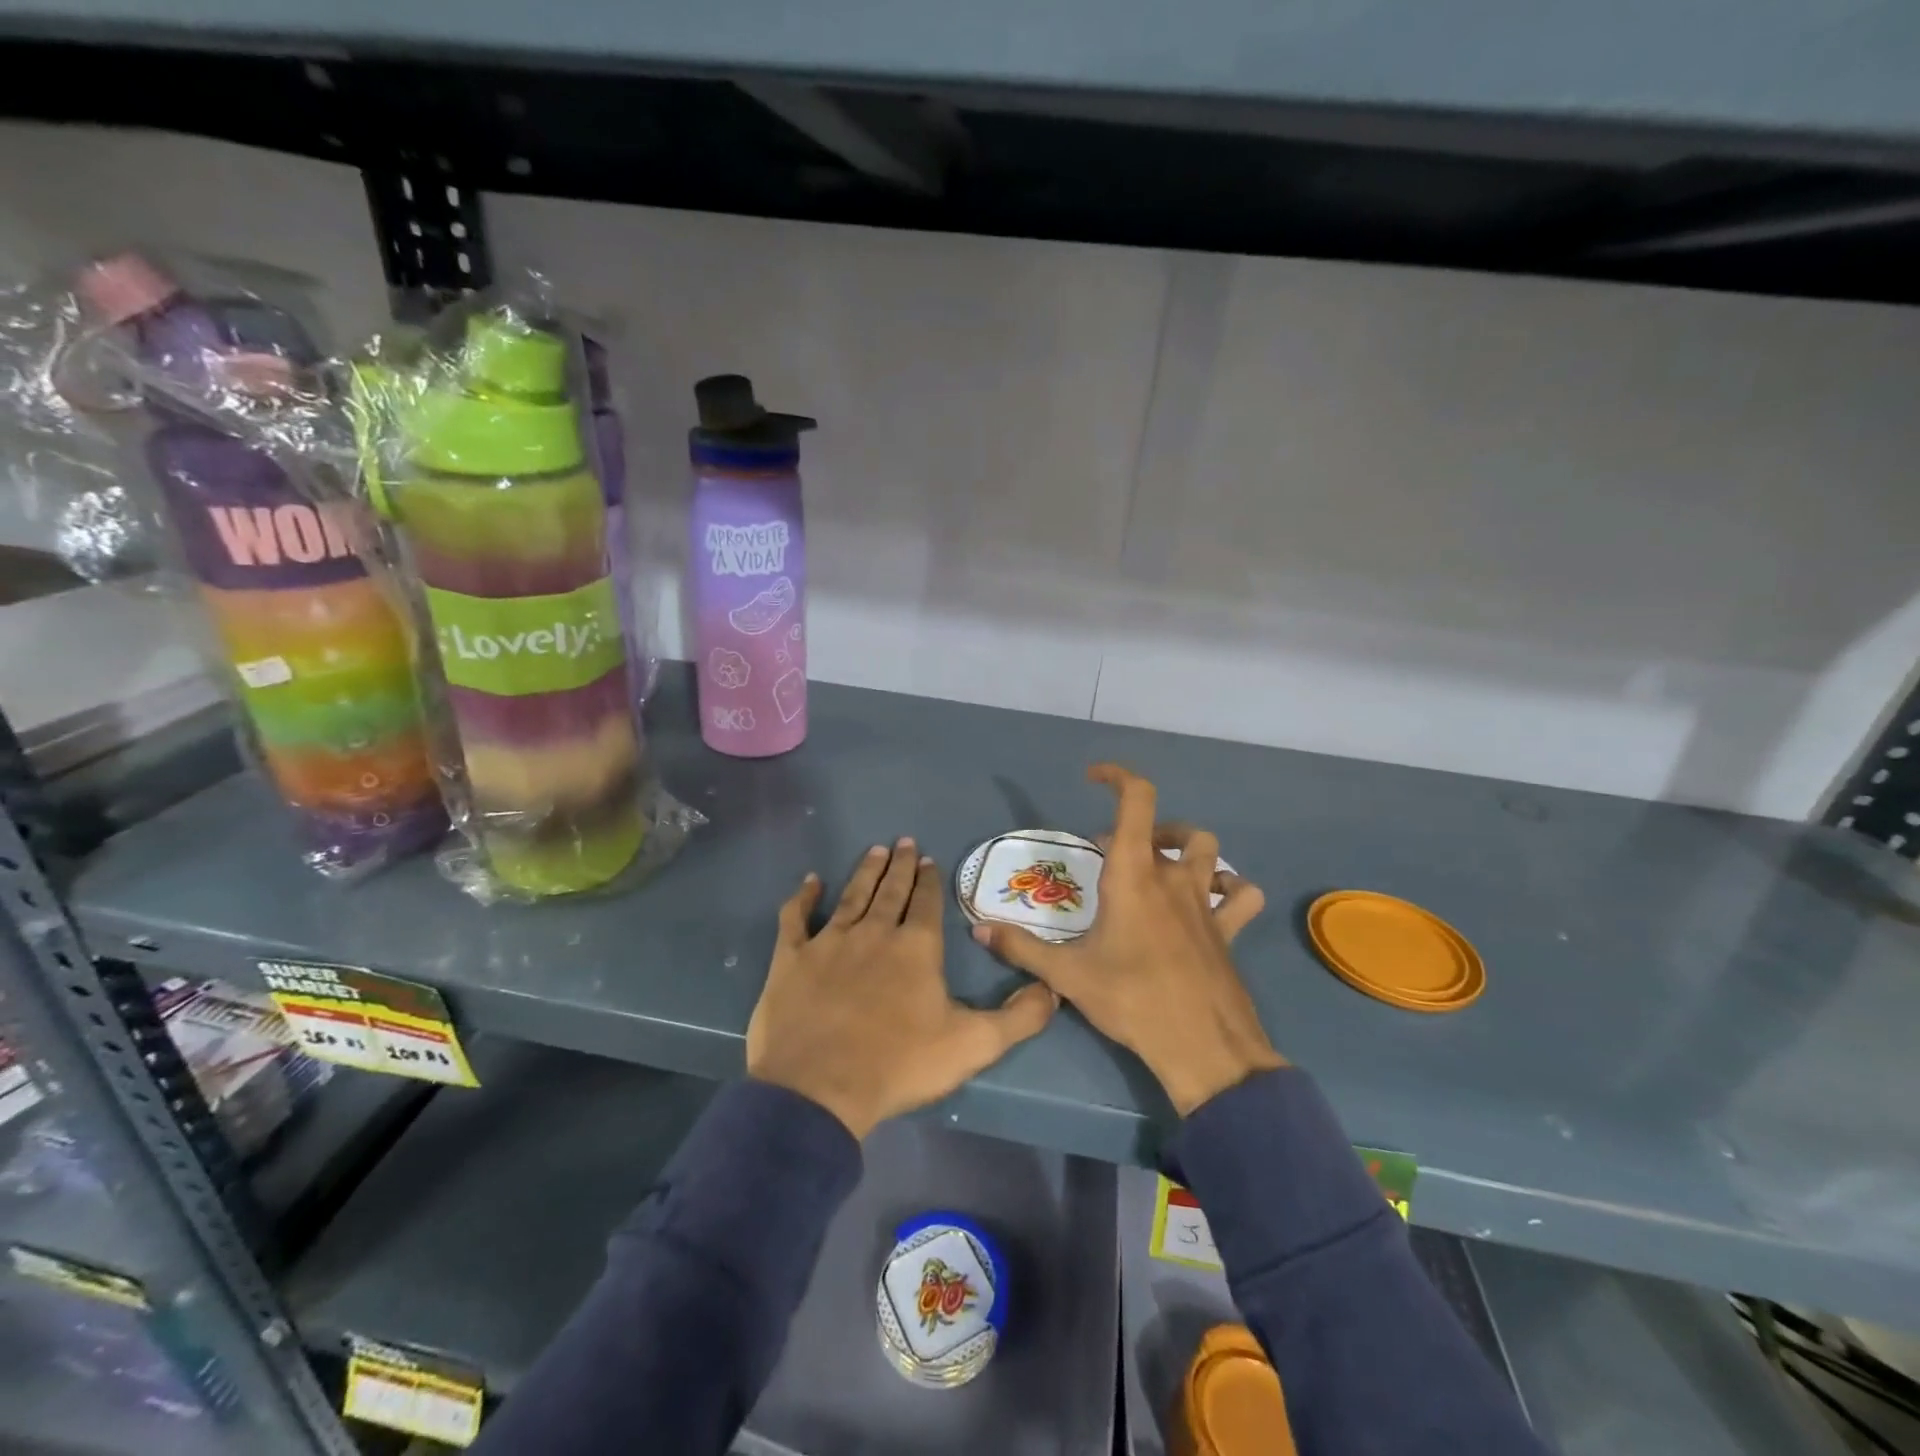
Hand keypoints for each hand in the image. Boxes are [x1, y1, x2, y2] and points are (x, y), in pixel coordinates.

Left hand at [747, 837, 1057, 1139]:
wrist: (819, 1088)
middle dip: (901, 866)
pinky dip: (803, 898)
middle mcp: (874, 932)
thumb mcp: (973, 1045)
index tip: (930, 860)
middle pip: (891, 890)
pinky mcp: (791, 958)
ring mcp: (830, 941)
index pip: (927, 903)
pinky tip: (810, 882)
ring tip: (875, 850)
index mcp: (916, 947)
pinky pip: (795, 918)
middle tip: (905, 842)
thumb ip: (1018, 1018)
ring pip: (852, 896)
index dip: (930, 881)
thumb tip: (1053, 990)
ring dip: (865, 872)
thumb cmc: (899, 1064)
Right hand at [973, 765, 1283, 1115]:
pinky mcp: (1228, 930)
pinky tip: (1212, 901)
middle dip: (1139, 828)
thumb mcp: (1067, 974)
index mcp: (1133, 875)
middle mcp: (1173, 878)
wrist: (1203, 1048)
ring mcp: (1206, 903)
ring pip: (1209, 851)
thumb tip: (978, 929)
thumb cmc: (1131, 1000)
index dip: (1117, 776)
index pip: (1136, 800)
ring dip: (1184, 847)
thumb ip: (1021, 948)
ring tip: (1160, 865)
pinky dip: (1229, 888)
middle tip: (1110, 854)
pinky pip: (1240, 895)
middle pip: (1169, 826)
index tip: (1093, 777)